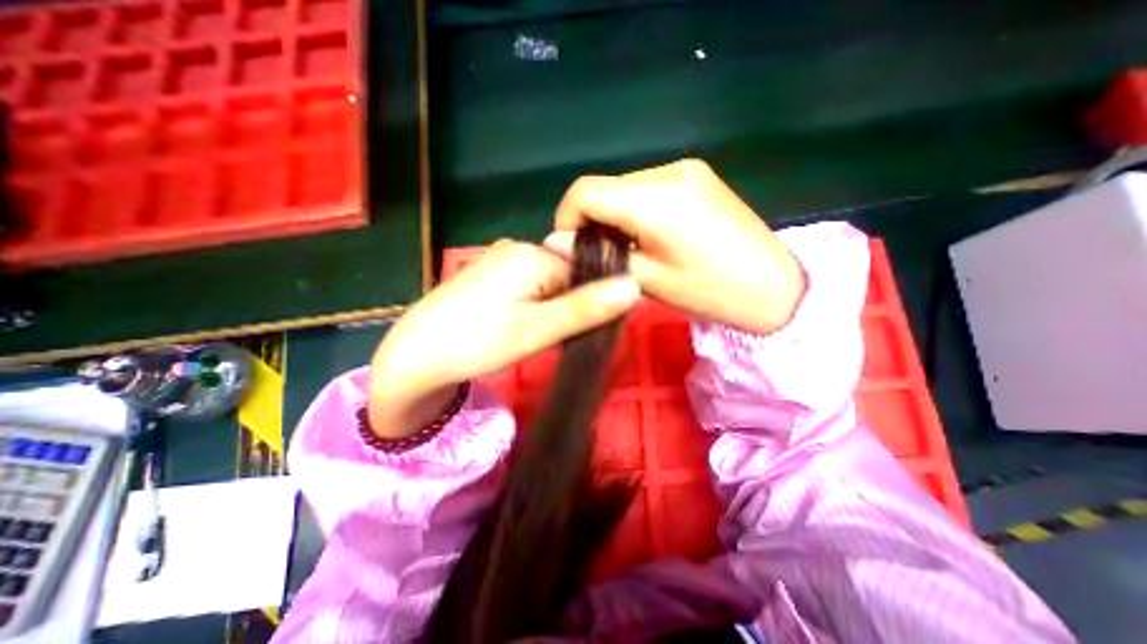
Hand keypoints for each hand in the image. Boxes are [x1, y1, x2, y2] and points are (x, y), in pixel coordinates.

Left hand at [366, 239, 641, 439]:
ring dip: (553, 305)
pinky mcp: (491, 274)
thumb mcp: (539, 330)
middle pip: (567, 272)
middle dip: (571, 303)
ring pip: (549, 279)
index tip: (586, 328)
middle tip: (556, 335)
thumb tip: (634, 286)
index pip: (585, 269)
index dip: (593, 299)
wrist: (416, 355)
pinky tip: (520, 322)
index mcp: (534, 255)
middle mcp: (518, 247)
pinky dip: (536, 302)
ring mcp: (501, 259)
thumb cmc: (477, 342)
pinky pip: (529, 282)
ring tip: (537, 332)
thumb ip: (586, 308)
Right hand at [546, 159, 804, 333]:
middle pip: (604, 187)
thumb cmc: (710, 291)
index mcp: (655, 199)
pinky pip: (649, 187)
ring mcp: (686, 169)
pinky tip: (647, 233)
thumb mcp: (649, 280)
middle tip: (599, 253)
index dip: (566, 218)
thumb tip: (555, 244)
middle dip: (591, 219)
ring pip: (625, 186)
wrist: (775, 287)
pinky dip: (635, 208)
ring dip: (614, 214)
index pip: (585, 191)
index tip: (571, 248)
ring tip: (625, 246)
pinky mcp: (697, 175)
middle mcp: (668, 171)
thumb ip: (600, 257)